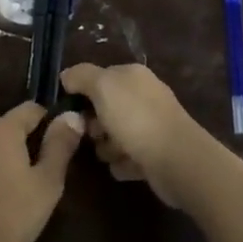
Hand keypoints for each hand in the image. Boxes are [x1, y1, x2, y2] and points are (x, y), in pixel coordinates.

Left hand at [0, 103, 83, 241]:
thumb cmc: (12, 217)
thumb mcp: (48, 184)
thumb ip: (60, 146)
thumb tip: (71, 115)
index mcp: (0, 133)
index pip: (27, 110)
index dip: (44, 120)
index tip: (55, 138)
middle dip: (14, 148)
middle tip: (29, 177)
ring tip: (1, 197)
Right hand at [60, 64, 203, 206]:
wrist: (176, 160)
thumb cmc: (136, 118)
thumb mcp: (102, 87)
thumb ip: (81, 76)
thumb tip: (66, 76)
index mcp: (133, 76)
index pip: (98, 78)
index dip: (82, 93)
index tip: (72, 110)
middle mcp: (143, 97)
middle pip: (104, 110)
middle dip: (94, 125)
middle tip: (95, 134)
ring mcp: (151, 126)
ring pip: (113, 136)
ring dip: (108, 148)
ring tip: (116, 153)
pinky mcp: (155, 154)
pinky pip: (127, 158)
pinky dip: (124, 164)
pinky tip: (128, 165)